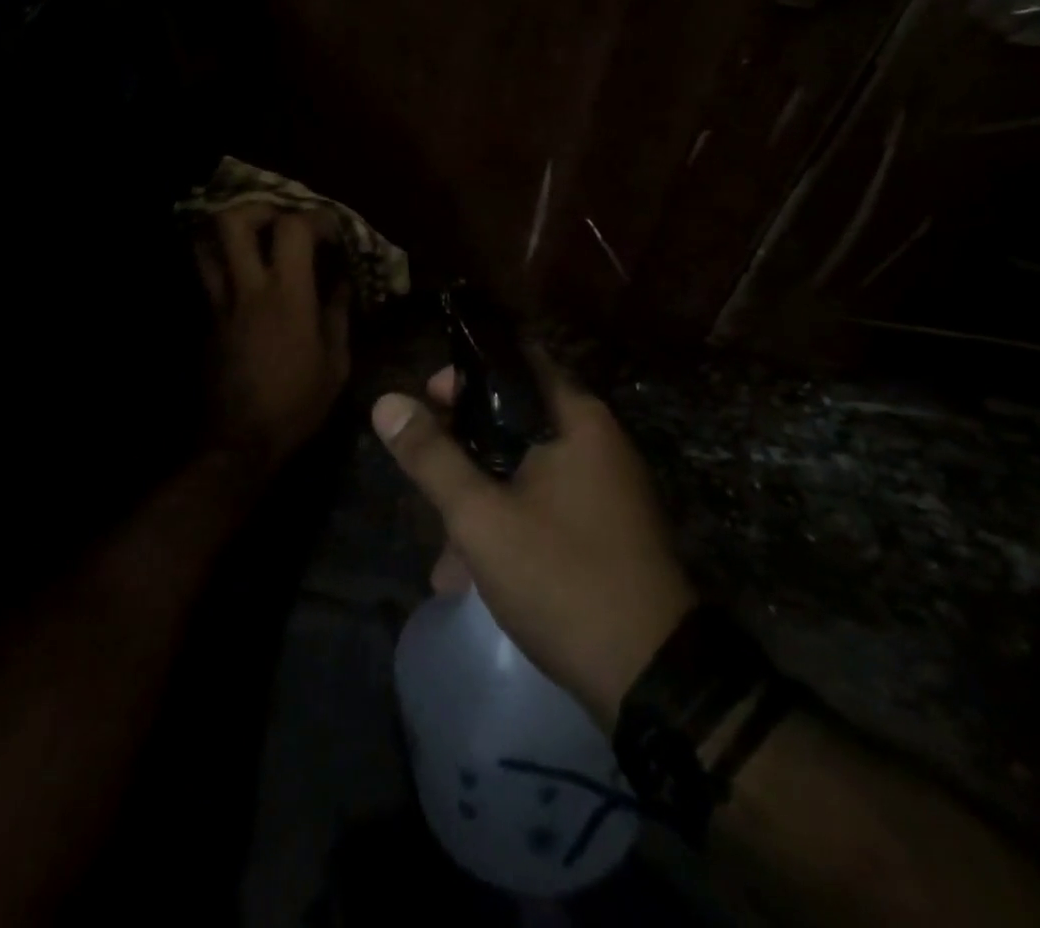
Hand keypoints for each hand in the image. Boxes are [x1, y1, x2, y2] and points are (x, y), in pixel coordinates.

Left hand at [195, 204, 351, 473]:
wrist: (241, 441)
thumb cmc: (297, 404)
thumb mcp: (335, 363)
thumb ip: (338, 314)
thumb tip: (343, 282)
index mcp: (287, 297)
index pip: (292, 229)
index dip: (314, 217)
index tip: (331, 228)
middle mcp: (249, 289)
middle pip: (232, 222)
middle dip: (257, 208)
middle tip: (280, 219)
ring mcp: (221, 303)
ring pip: (207, 244)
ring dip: (230, 232)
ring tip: (255, 238)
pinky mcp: (208, 319)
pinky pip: (209, 275)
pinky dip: (225, 262)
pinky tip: (247, 275)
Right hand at [372, 362, 696, 730]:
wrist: (653, 680)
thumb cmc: (562, 578)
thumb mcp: (482, 517)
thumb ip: (431, 456)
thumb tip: (386, 402)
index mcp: (576, 419)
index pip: (517, 360)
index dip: (467, 370)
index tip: (427, 397)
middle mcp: (595, 441)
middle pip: (515, 416)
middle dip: (462, 443)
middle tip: (423, 465)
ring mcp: (603, 487)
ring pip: (523, 467)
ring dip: (478, 495)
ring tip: (441, 550)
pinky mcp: (603, 528)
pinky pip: (542, 503)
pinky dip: (506, 522)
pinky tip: (469, 574)